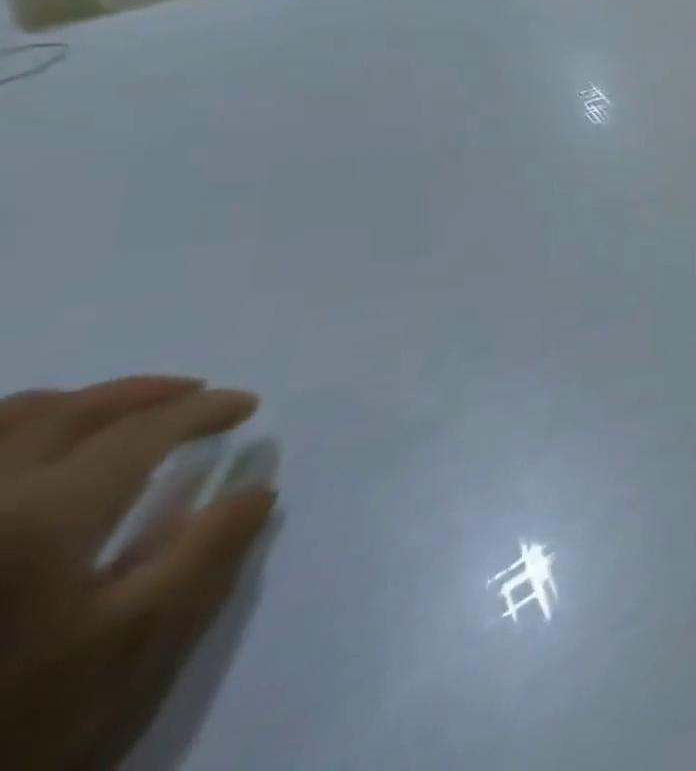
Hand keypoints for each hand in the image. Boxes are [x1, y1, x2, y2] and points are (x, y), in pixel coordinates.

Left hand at [0, 377, 272, 770]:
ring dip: (72, 408)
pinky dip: (17, 437)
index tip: (246, 406)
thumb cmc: (22, 715)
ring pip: (4, 426)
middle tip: (194, 394)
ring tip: (117, 417)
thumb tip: (257, 489)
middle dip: (141, 395)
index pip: (141, 432)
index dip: (202, 411)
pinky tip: (41, 453)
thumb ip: (205, 556)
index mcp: (44, 515)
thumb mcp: (131, 645)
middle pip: (64, 414)